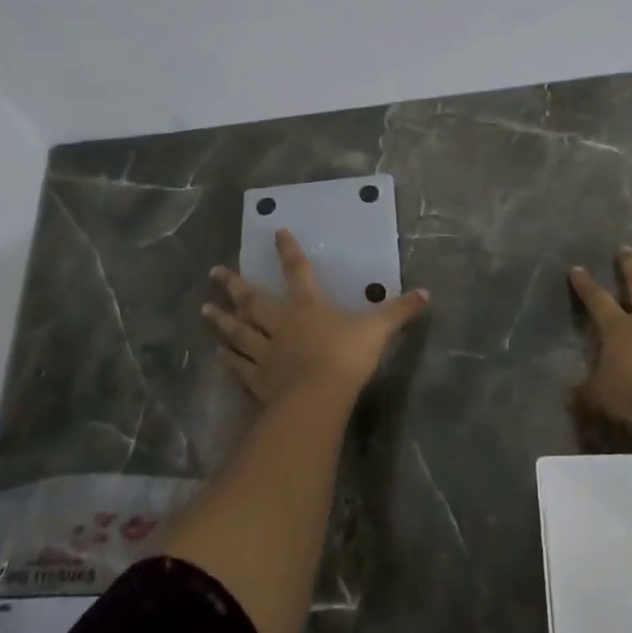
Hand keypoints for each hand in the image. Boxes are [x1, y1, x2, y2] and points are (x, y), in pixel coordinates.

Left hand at [206, 229, 429, 405]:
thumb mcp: (378, 330)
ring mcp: (265, 353)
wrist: (317, 400)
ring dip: (221, 320)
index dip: (288, 251)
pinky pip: (239, 366)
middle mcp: (281, 324)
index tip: (276, 232)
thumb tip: (426, 294)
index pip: (297, 271)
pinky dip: (228, 358)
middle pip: (253, 301)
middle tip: (214, 273)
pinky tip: (218, 354)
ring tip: (205, 310)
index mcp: (308, 307)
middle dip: (234, 285)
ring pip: (238, 332)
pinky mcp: (258, 381)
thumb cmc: (346, 357)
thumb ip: (400, 311)